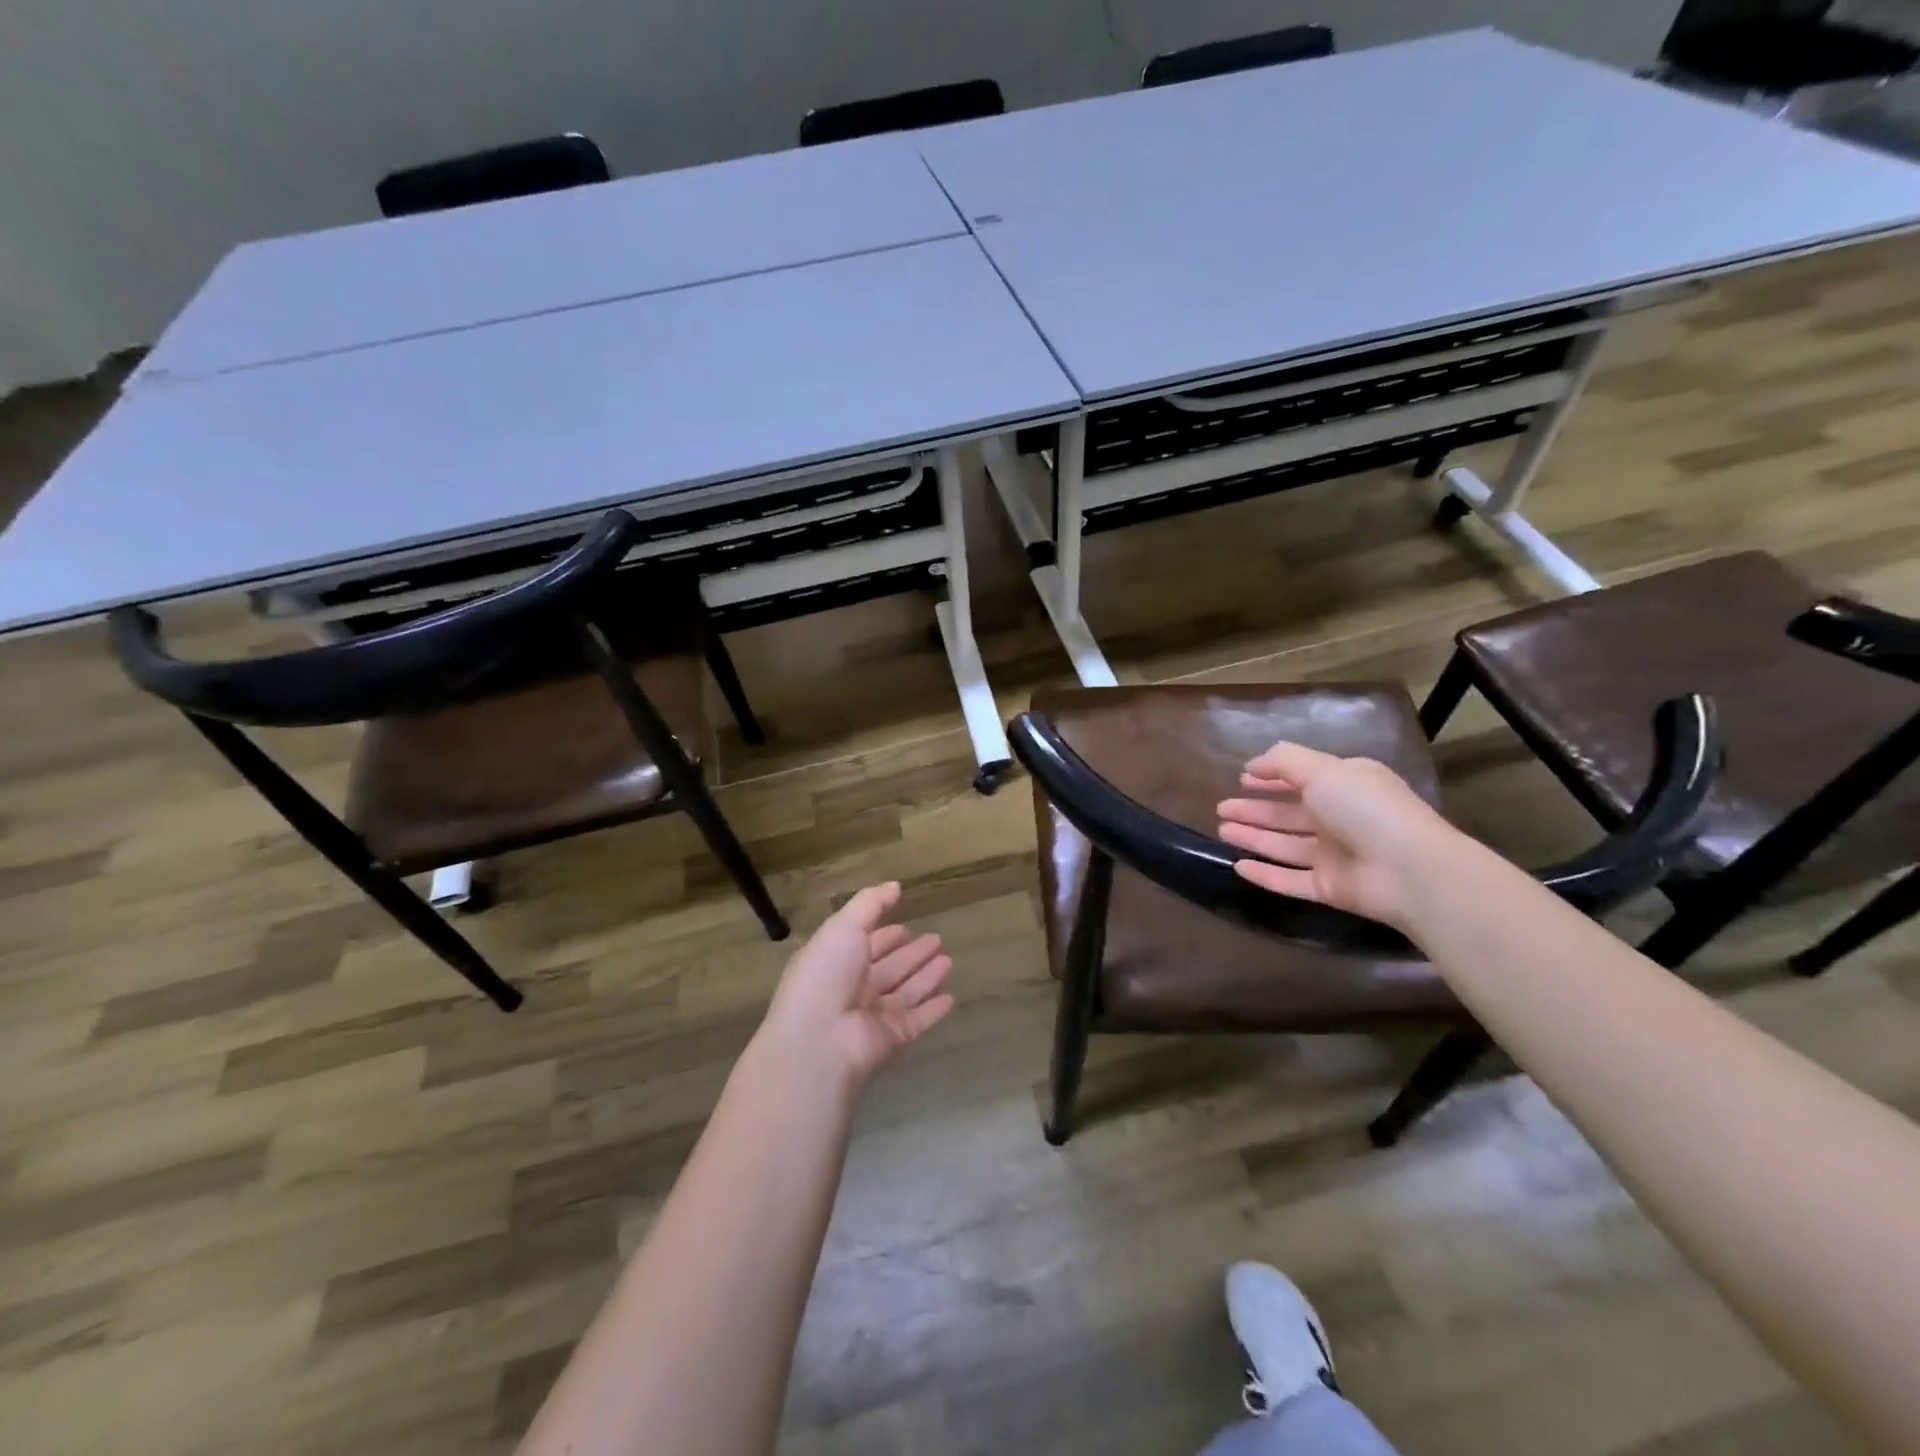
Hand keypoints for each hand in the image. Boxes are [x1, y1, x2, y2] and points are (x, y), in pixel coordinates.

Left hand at [759, 882, 953, 1081]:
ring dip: (926, 977)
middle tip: (937, 939)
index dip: (885, 935)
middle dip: (911, 954)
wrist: (819, 1040)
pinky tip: (950, 998)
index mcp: (835, 961)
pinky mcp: (891, 1038)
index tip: (906, 926)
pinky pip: (917, 1020)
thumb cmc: (826, 975)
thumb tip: (895, 885)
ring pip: (906, 992)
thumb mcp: (843, 927)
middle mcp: (853, 988)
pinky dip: (933, 1010)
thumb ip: (870, 904)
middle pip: (889, 968)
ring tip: (949, 960)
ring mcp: (872, 1016)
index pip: (865, 944)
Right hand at [1216, 742, 1456, 929]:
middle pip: (1289, 814)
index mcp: (1346, 786)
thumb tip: (1252, 765)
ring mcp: (1336, 856)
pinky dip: (1265, 874)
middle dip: (1255, 810)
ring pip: (1285, 845)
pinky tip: (1238, 866)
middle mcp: (1341, 819)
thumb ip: (1284, 761)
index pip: (1303, 778)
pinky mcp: (1330, 888)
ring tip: (1222, 830)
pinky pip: (1290, 880)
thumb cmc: (1366, 809)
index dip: (1272, 778)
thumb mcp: (1323, 770)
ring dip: (1254, 837)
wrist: (1409, 870)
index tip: (1243, 779)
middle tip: (1222, 808)